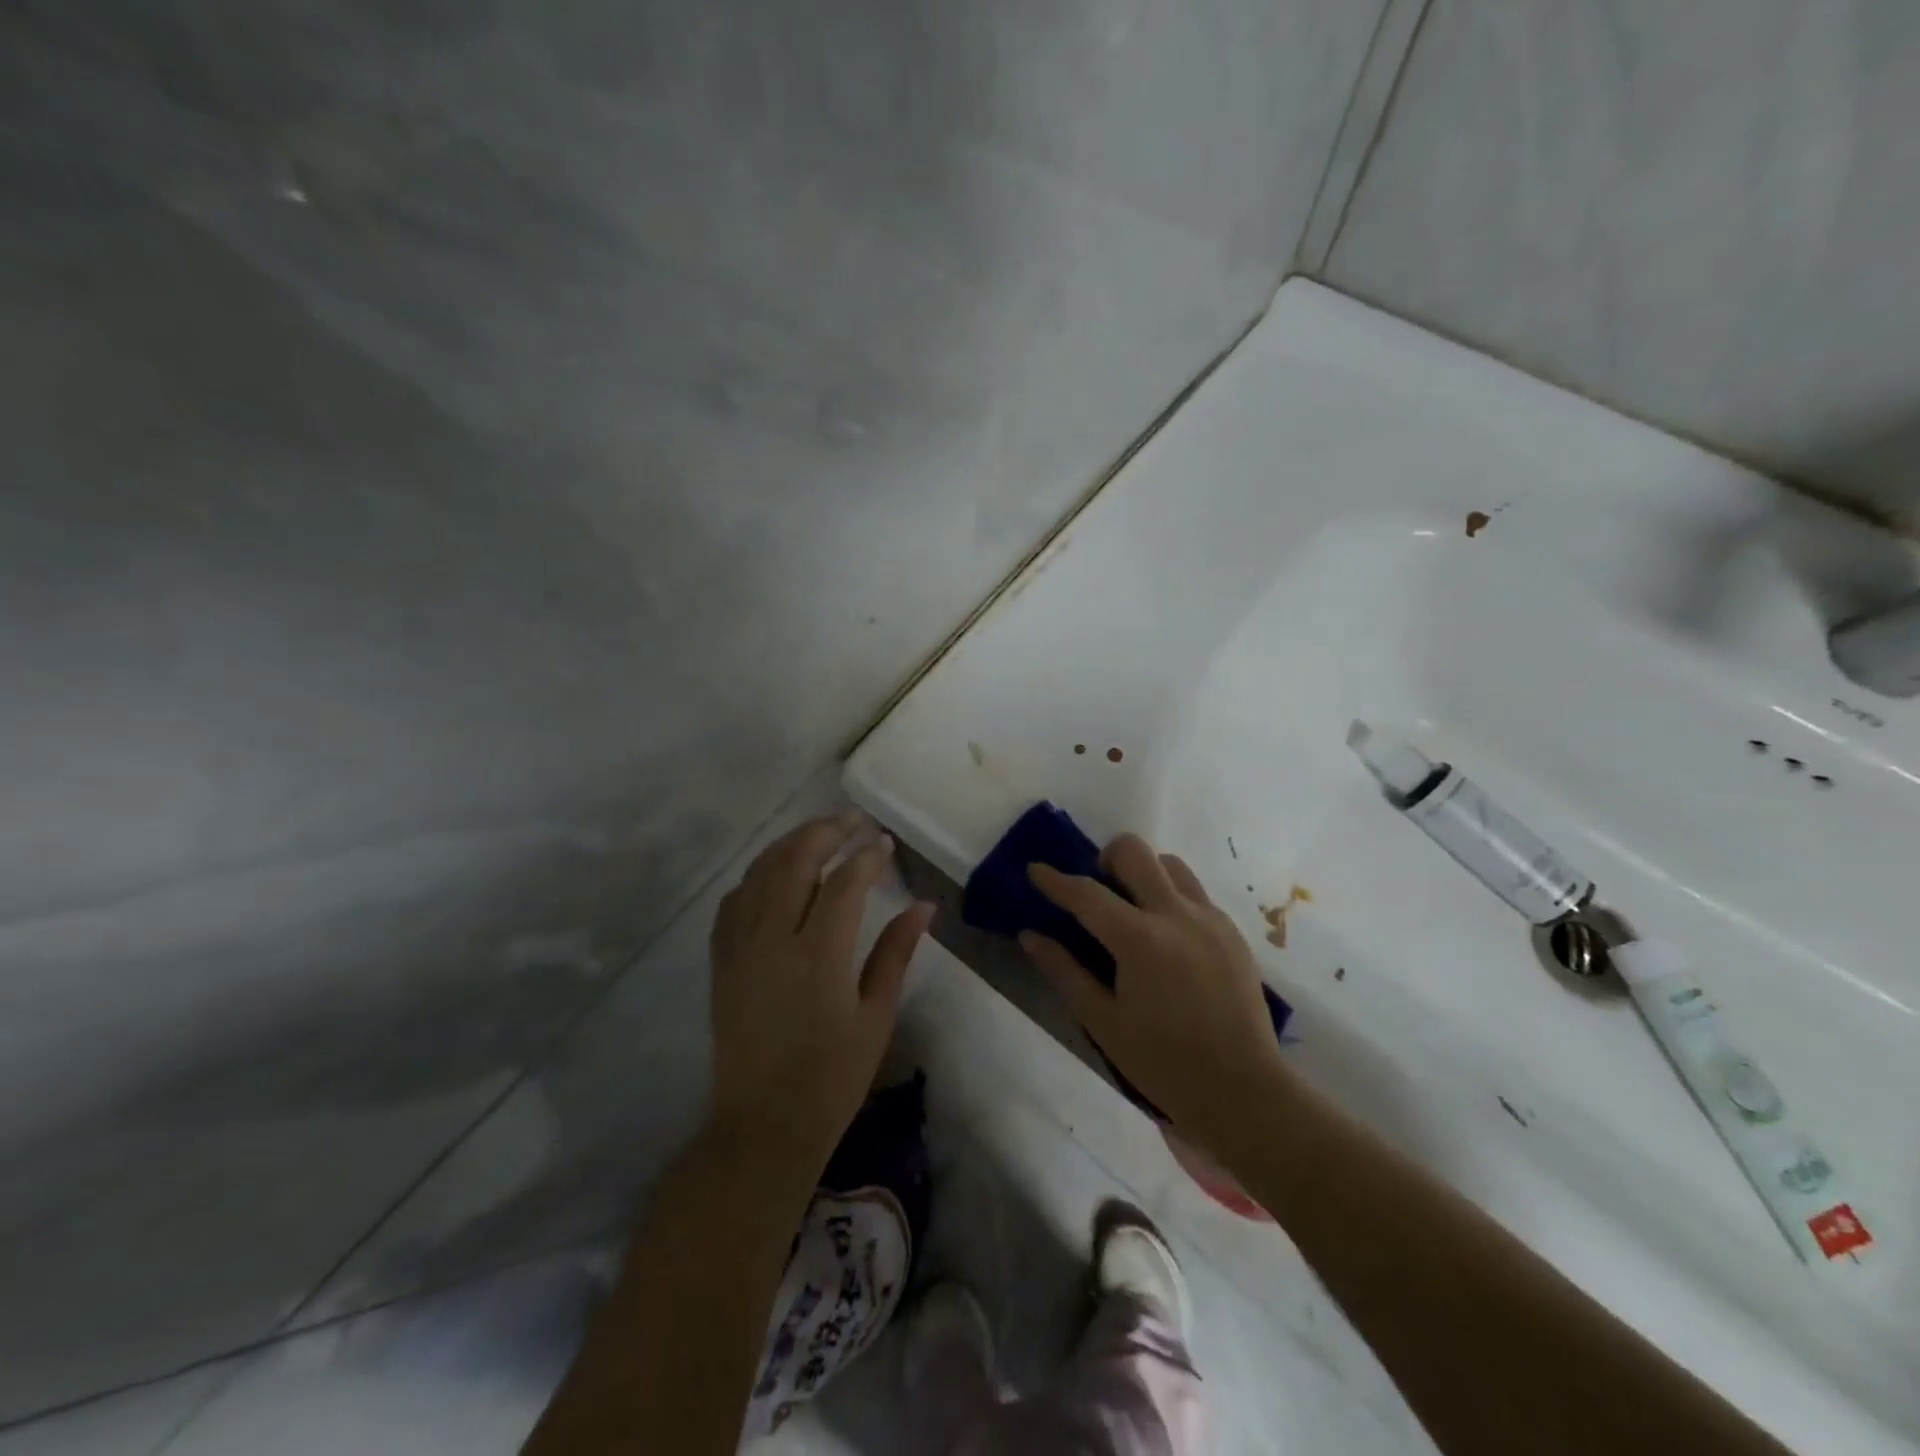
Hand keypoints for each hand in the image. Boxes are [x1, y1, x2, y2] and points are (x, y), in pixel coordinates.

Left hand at [708, 812, 933, 1161]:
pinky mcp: (721, 961)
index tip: (885, 844)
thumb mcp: (876, 1016)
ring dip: (790, 844)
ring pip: (759, 872)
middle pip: (794, 861)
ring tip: (820, 834)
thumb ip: (896, 953)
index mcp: (819, 956)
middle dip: (825, 831)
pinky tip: (776, 874)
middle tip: (853, 822)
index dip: (867, 857)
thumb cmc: (831, 1077)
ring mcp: (740, 948)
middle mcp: (773, 940)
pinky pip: (734, 901)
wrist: (762, 1126)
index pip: (844, 883)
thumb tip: (924, 905)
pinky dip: (757, 875)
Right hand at [1022, 834, 1285, 1146]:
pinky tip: (1166, 939)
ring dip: (1144, 873)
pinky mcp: (1232, 931)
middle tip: (1098, 891)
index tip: (1035, 869)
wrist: (1244, 1090)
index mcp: (1139, 940)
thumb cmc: (1163, 1062)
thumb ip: (1064, 971)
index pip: (1087, 894)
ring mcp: (1210, 918)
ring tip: (1134, 911)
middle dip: (1106, 859)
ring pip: (1170, 864)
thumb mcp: (1103, 1022)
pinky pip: (1194, 893)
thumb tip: (1030, 936)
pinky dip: (1171, 898)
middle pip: (1135, 852)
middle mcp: (1176, 915)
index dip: (1056, 880)